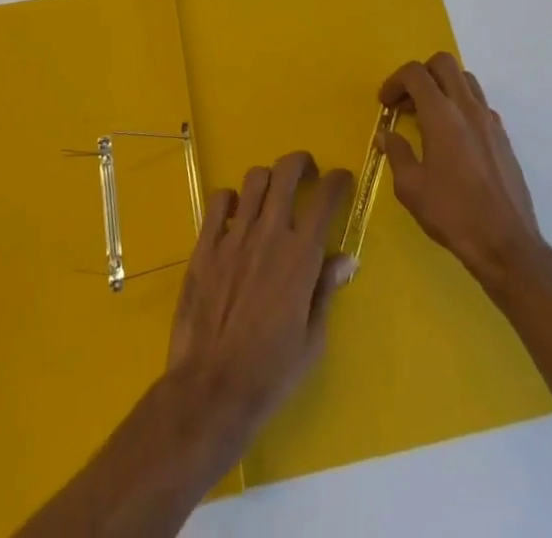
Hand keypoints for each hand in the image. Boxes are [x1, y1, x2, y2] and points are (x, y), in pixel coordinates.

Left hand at [165, 151, 355, 444]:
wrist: (212, 389)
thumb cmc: (270, 372)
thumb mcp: (312, 339)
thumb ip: (326, 290)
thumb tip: (346, 259)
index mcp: (300, 256)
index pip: (325, 198)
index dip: (337, 180)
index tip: (342, 179)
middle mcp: (268, 234)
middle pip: (286, 172)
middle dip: (301, 162)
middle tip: (308, 171)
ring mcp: (233, 236)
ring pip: (254, 179)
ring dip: (268, 179)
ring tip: (272, 193)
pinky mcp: (205, 245)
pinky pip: (218, 201)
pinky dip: (231, 198)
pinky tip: (236, 213)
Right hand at [380, 53, 544, 286]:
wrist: (507, 244)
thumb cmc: (453, 214)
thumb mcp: (411, 188)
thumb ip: (396, 153)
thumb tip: (386, 135)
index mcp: (442, 115)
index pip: (415, 74)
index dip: (395, 81)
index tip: (385, 103)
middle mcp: (468, 108)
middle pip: (444, 63)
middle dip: (420, 74)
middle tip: (407, 101)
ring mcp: (490, 120)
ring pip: (465, 79)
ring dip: (443, 86)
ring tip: (428, 115)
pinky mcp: (503, 136)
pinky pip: (479, 103)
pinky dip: (461, 105)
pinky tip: (453, 137)